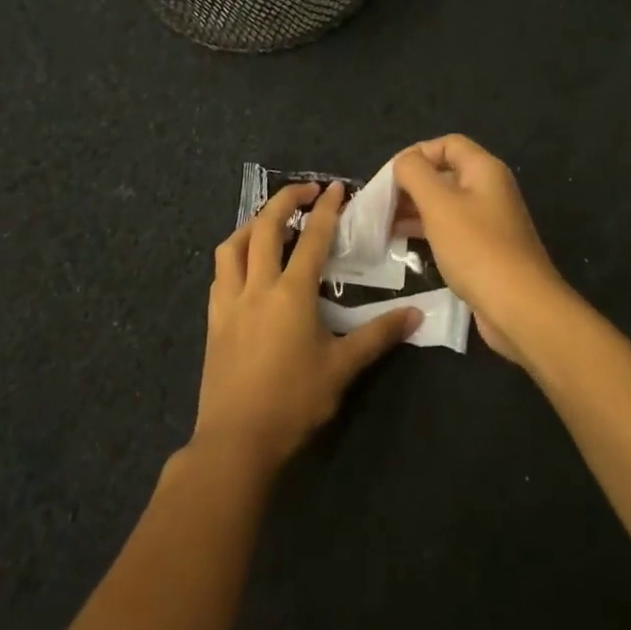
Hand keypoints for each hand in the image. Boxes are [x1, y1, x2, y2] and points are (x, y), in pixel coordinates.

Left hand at [194, 181, 418, 472]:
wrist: (237, 441)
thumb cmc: (294, 401)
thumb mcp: (343, 368)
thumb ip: (378, 336)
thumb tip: (416, 315)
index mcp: (291, 293)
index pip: (312, 238)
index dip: (327, 209)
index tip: (337, 188)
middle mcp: (257, 286)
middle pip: (264, 227)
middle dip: (285, 200)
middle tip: (306, 190)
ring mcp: (229, 302)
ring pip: (233, 245)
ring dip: (252, 223)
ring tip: (270, 221)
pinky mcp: (214, 320)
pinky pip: (220, 274)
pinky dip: (234, 255)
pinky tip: (246, 265)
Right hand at [393, 135, 572, 364]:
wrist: (520, 308)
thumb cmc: (477, 249)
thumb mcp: (439, 204)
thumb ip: (415, 174)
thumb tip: (404, 162)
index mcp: (484, 170)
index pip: (447, 144)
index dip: (416, 154)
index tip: (389, 177)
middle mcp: (490, 189)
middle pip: (445, 172)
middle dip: (411, 184)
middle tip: (380, 204)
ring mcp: (489, 221)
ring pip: (446, 203)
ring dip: (415, 209)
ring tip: (383, 225)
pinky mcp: (485, 249)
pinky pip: (451, 229)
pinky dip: (427, 230)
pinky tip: (403, 243)